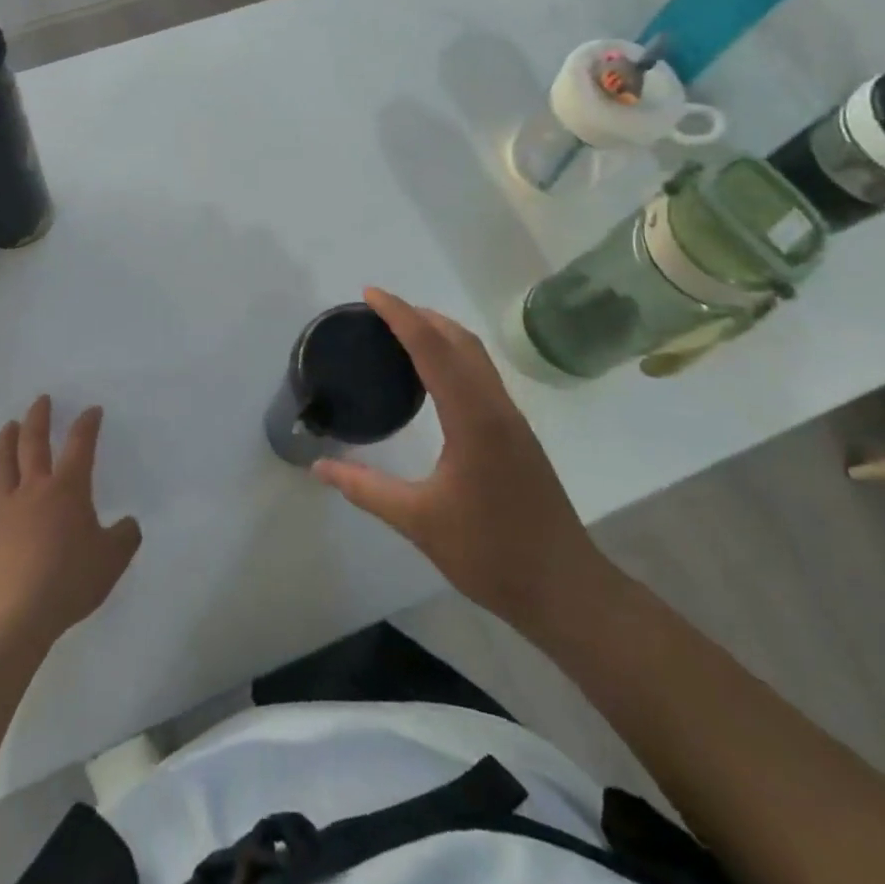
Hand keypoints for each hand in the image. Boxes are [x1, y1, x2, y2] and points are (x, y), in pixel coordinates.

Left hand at [0, 396, 141, 645]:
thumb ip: (125, 537)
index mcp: (67, 489)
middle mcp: (34, 490)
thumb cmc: (70, 579)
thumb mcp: (113, 559)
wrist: (18, 612)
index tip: (92, 410)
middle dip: (38, 418)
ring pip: (1, 466)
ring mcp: (6, 511)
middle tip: (41, 400)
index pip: (79, 445)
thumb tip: (128, 524)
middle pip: (32, 444)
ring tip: (8, 426)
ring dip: (5, 443)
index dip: (86, 425)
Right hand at [311, 288, 614, 636]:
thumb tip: (318, 467)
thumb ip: (365, 489)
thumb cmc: (491, 553)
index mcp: (472, 418)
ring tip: (401, 332)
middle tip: (378, 311)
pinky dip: (453, 356)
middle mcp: (495, 406)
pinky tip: (434, 376)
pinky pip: (481, 374)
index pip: (431, 348)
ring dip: (439, 332)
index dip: (399, 315)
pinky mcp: (517, 434)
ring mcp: (511, 419)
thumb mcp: (418, 521)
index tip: (370, 294)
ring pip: (475, 355)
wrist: (566, 589)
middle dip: (419, 315)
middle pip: (458, 339)